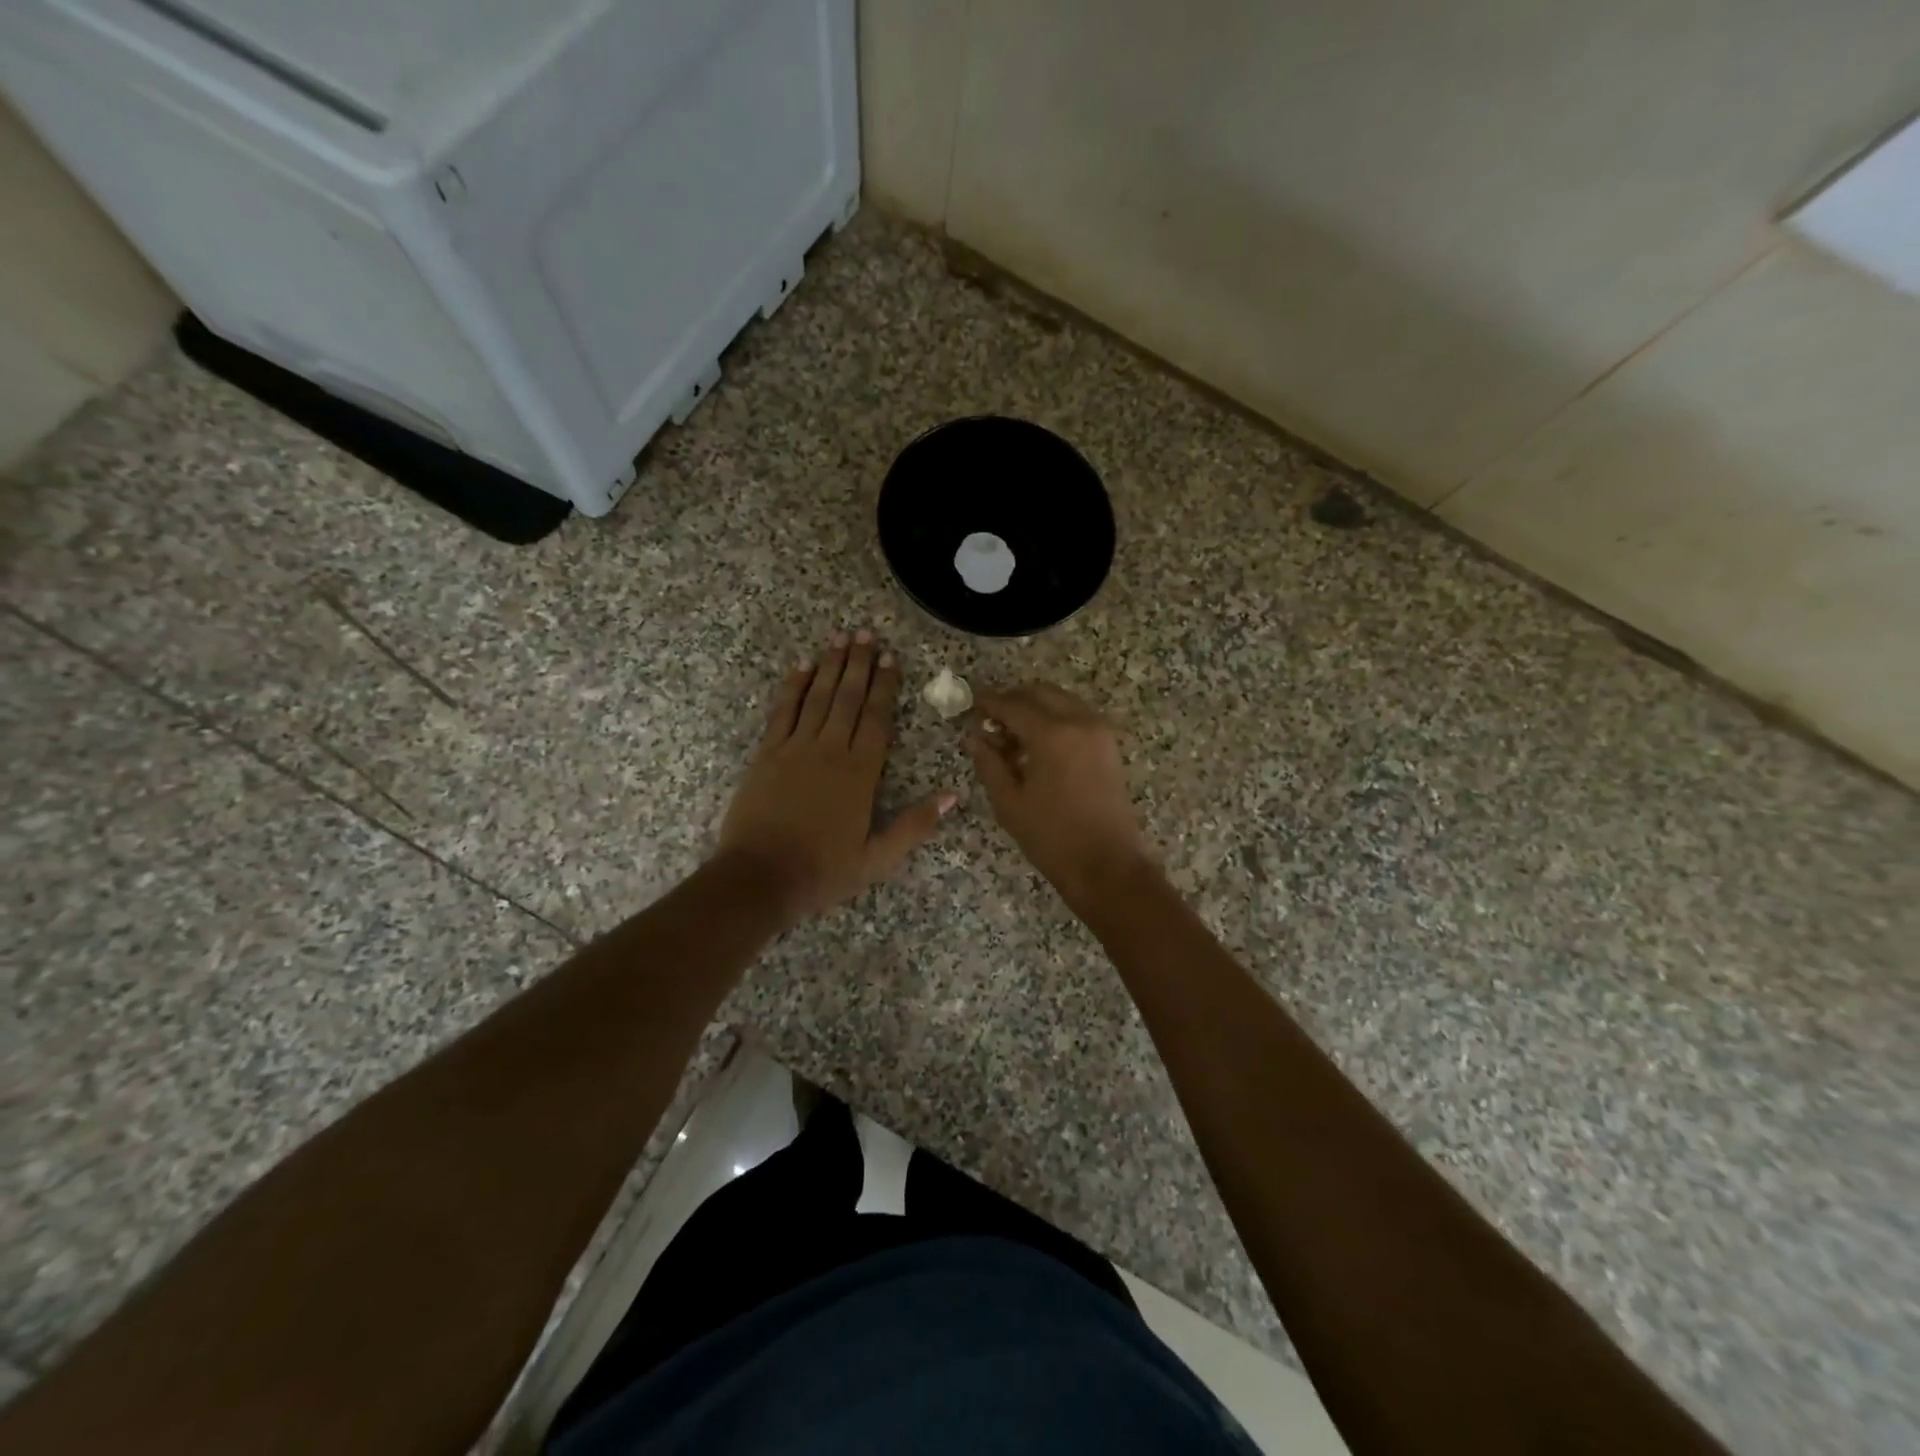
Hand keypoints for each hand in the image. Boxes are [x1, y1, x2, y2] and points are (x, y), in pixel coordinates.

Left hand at [719, 630, 955, 927]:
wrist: (760, 877)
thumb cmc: (823, 870)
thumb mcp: (878, 858)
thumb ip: (916, 825)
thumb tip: (954, 795)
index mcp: (861, 773)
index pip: (877, 718)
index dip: (885, 686)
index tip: (891, 657)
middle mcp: (830, 750)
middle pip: (848, 697)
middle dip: (859, 663)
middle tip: (866, 632)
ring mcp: (795, 748)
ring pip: (817, 697)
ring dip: (829, 665)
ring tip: (840, 637)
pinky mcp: (767, 753)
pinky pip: (782, 711)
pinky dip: (793, 687)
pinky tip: (801, 667)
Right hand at [967, 683, 1154, 909]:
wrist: (1107, 865)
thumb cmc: (1052, 838)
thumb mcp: (1009, 802)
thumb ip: (989, 763)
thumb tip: (974, 737)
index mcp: (1052, 734)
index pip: (1013, 705)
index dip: (989, 703)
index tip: (971, 706)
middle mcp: (1079, 721)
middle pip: (1040, 692)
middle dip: (1013, 700)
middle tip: (990, 720)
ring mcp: (1099, 731)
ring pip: (1060, 701)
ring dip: (1035, 708)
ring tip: (1012, 737)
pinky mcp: (1109, 744)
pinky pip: (1076, 716)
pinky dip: (1054, 719)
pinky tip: (1037, 746)